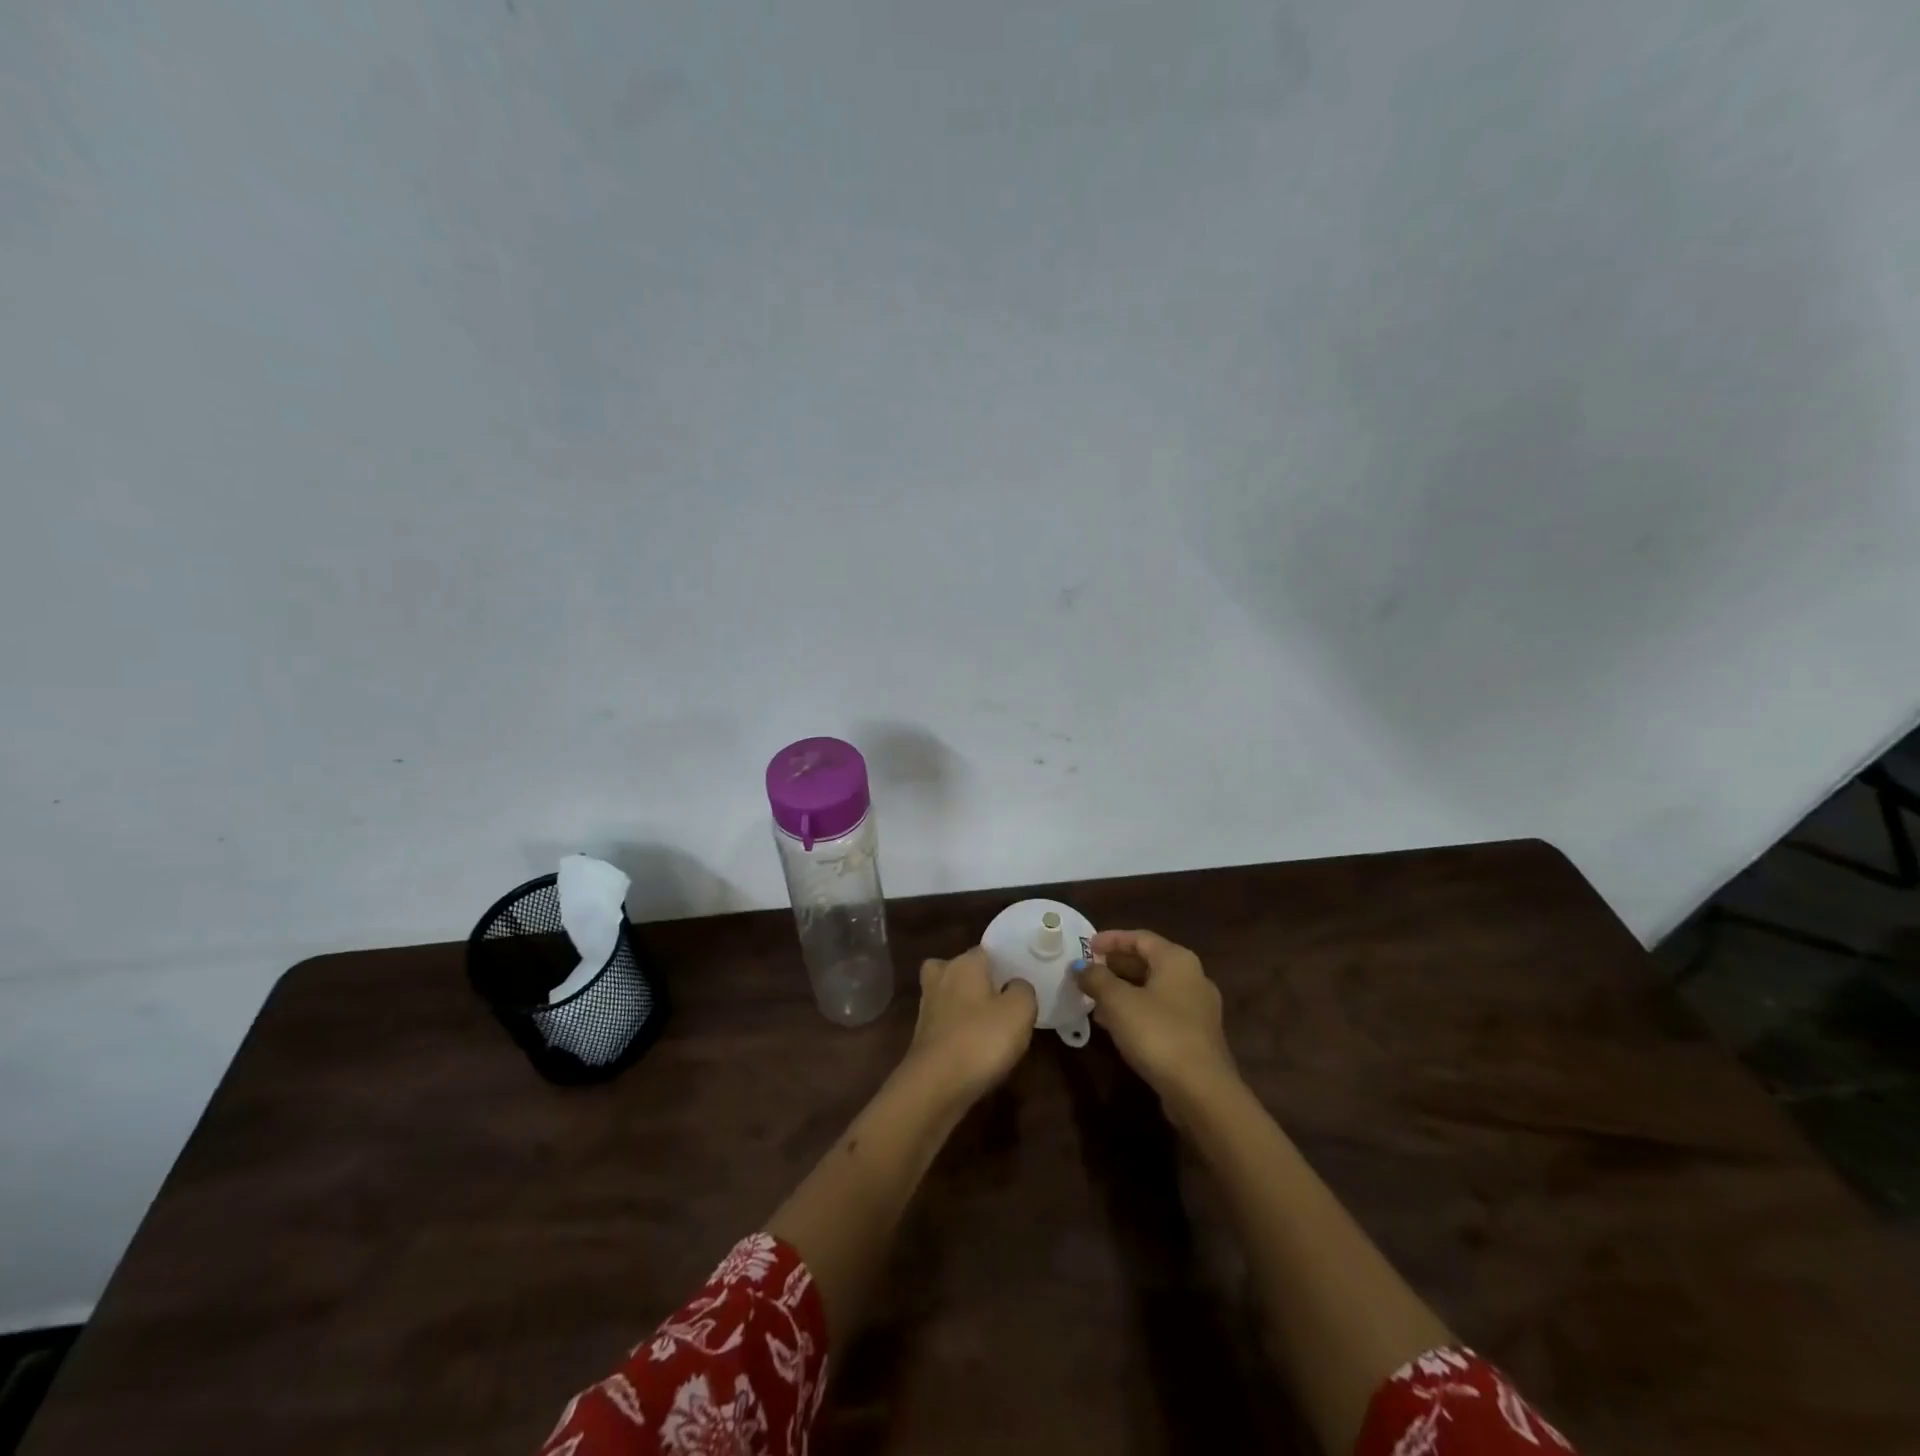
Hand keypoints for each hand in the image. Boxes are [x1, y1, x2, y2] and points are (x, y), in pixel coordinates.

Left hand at [903, 946, 1037, 1106]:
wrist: (935, 1085)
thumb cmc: (981, 1039)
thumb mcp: (1020, 1011)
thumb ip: (1023, 990)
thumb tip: (1015, 985)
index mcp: (964, 963)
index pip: (986, 950)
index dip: (1004, 963)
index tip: (1020, 980)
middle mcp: (941, 976)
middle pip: (962, 969)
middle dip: (978, 981)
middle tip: (1002, 999)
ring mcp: (927, 1006)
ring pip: (950, 995)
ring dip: (966, 1006)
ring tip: (991, 1025)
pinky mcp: (921, 1034)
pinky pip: (945, 1021)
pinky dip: (957, 1029)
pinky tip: (974, 1046)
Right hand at [1074, 929, 1236, 1103]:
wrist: (1201, 1091)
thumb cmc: (1157, 1033)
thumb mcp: (1118, 1001)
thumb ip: (1096, 978)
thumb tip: (1080, 966)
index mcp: (1177, 960)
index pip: (1140, 937)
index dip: (1111, 939)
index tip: (1087, 946)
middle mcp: (1193, 977)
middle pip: (1149, 961)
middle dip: (1116, 965)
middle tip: (1089, 971)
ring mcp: (1197, 1008)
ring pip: (1154, 988)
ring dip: (1124, 990)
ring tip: (1094, 998)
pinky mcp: (1196, 1035)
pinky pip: (1161, 1011)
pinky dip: (1137, 1010)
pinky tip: (1115, 1024)